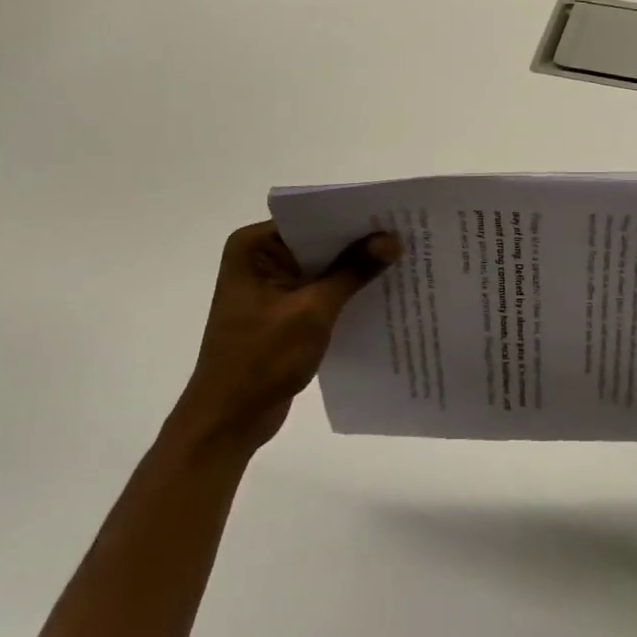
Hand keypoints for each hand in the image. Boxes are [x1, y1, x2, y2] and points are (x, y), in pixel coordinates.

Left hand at [172, 221, 399, 459]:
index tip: (393, 215)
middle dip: (358, 243)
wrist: (228, 422)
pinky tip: (382, 293)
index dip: (352, 217)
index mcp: (254, 247)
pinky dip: (345, 293)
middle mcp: (260, 258)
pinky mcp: (282, 312)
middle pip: (318, 241)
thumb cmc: (262, 359)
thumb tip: (392, 238)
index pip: (311, 219)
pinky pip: (320, 291)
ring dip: (355, 269)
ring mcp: (270, 287)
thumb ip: (353, 271)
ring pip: (322, 268)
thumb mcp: (313, 311)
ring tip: (404, 260)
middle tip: (407, 235)